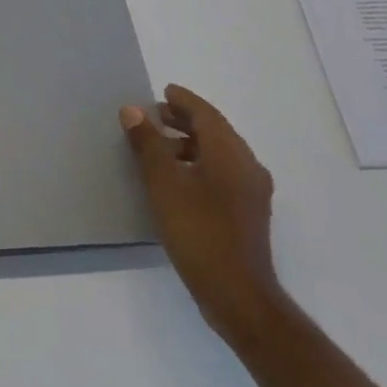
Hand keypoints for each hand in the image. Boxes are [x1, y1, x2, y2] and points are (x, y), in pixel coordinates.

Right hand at [121, 85, 286, 347]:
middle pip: (216, 132)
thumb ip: (148, 145)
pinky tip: (179, 179)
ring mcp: (252, 192)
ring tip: (161, 147)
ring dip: (192, 143)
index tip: (163, 92)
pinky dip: (201, 163)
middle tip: (156, 116)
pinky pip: (224, 173)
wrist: (238, 295)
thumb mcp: (164, 184)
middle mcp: (247, 166)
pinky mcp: (249, 213)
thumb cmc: (198, 232)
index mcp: (230, 154)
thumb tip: (133, 110)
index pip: (206, 115)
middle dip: (186, 120)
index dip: (184, 101)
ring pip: (220, 153)